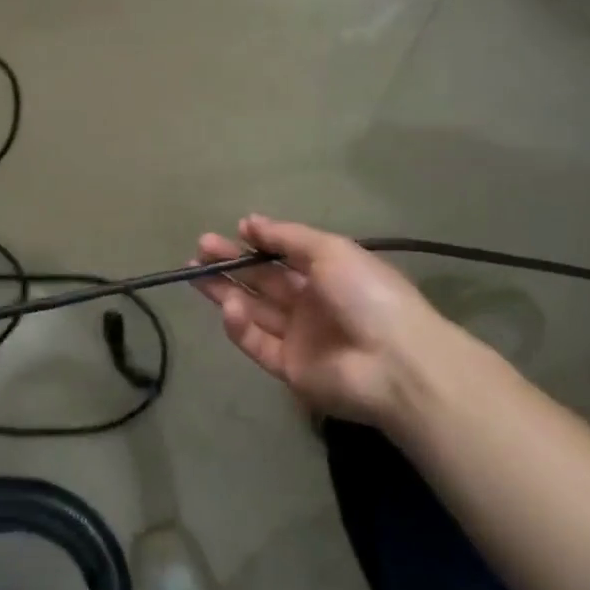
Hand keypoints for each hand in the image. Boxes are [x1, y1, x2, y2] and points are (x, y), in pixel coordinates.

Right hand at [193, 215, 469, 427]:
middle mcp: (311, 303)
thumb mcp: (330, 250)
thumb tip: (248, 221)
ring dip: (225, 290)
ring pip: (253, 309)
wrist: (395, 362)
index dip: (258, 242)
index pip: (283, 255)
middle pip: (262, 280)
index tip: (233, 230)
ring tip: (194, 271)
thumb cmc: (366, 294)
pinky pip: (258, 342)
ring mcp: (299, 337)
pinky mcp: (289, 368)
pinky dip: (240, 325)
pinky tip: (228, 306)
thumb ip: (286, 237)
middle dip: (230, 263)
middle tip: (200, 249)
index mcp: (327, 273)